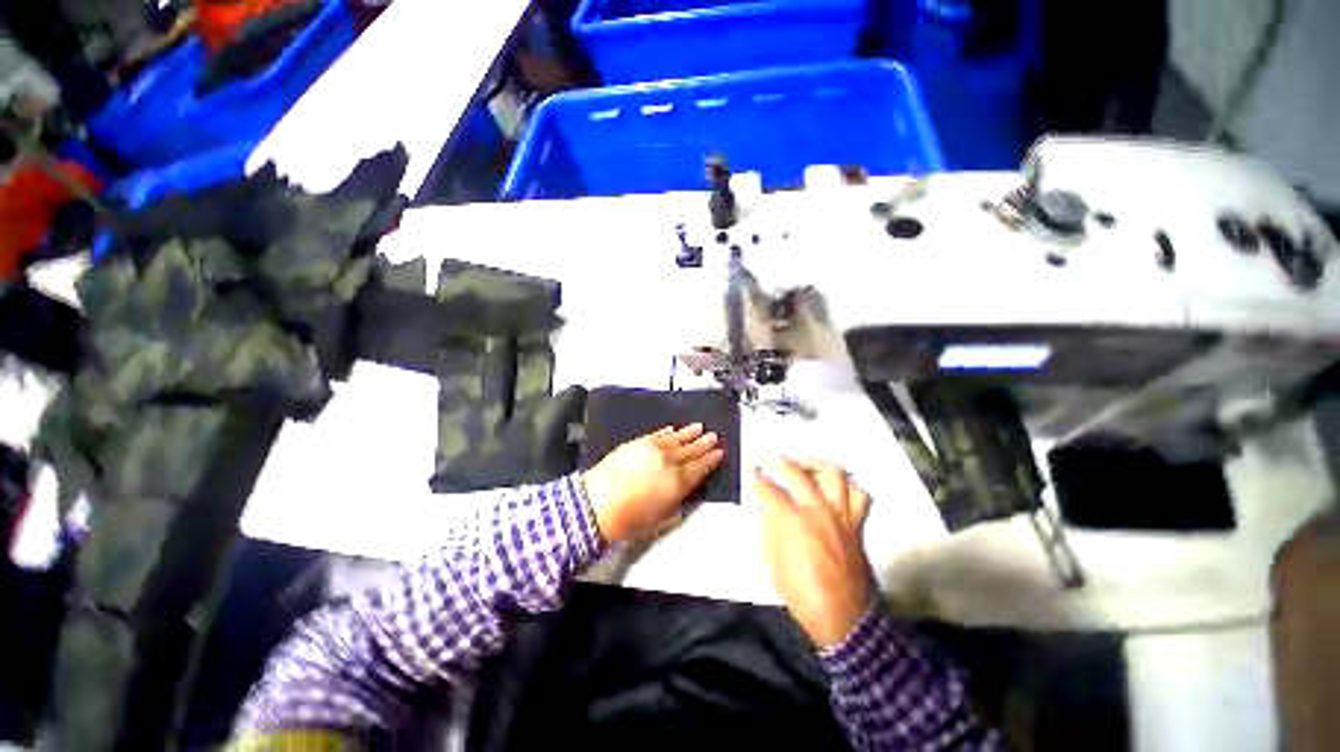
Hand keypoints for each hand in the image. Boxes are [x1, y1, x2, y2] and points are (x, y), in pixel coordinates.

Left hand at [582, 424, 725, 542]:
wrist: (595, 504)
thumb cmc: (627, 520)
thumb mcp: (660, 521)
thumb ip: (677, 506)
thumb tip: (685, 497)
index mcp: (677, 482)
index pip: (700, 467)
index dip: (711, 460)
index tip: (719, 453)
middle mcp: (668, 462)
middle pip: (691, 450)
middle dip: (703, 443)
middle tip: (713, 436)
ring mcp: (651, 450)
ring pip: (676, 438)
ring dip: (688, 432)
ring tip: (699, 426)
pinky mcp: (636, 444)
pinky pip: (656, 434)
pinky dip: (666, 432)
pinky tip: (672, 429)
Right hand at [752, 458, 873, 649]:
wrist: (844, 619)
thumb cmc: (802, 593)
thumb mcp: (773, 562)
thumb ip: (769, 528)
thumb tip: (766, 507)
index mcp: (794, 521)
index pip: (769, 490)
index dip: (756, 478)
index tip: (749, 469)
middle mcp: (819, 510)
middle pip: (798, 474)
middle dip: (779, 462)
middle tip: (769, 458)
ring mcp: (841, 515)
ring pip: (834, 475)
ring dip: (816, 464)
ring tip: (805, 464)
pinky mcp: (857, 524)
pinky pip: (858, 495)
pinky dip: (847, 487)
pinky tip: (836, 487)